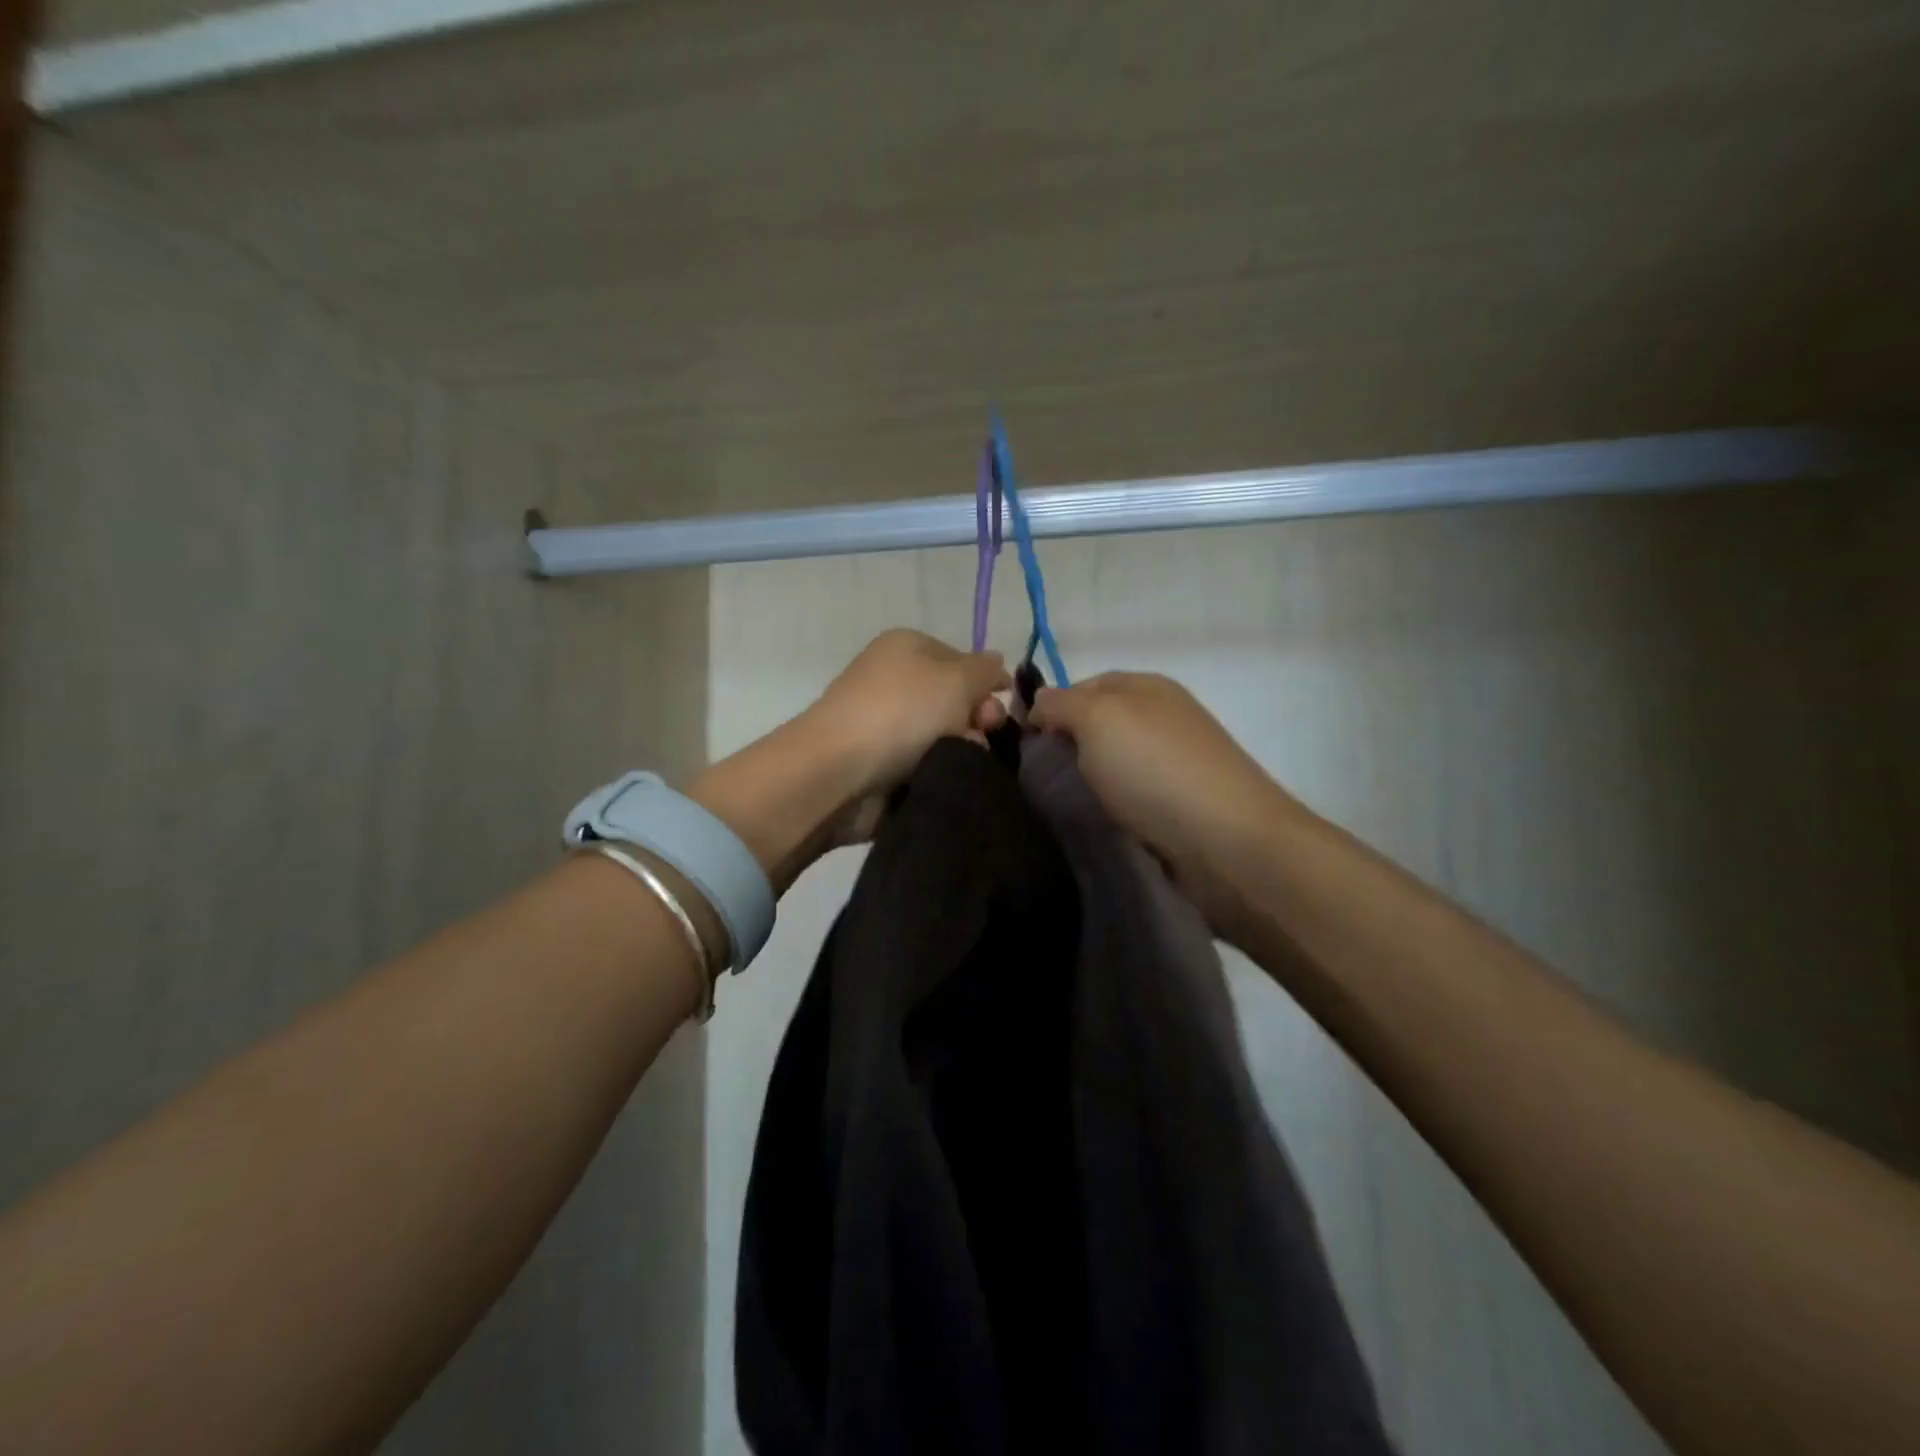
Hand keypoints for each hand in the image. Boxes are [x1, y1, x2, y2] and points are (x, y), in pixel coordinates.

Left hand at [806, 629, 1010, 842]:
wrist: (839, 771)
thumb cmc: (901, 712)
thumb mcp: (956, 678)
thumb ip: (985, 669)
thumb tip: (996, 663)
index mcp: (907, 647)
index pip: (963, 659)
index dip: (987, 682)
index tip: (1001, 704)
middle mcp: (894, 679)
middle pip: (955, 700)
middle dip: (976, 718)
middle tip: (981, 735)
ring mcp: (885, 723)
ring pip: (943, 735)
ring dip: (960, 749)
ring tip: (961, 762)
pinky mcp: (880, 762)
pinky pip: (924, 763)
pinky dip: (937, 771)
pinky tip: (945, 779)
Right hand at [1030, 672, 1299, 933]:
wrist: (1226, 843)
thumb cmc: (1155, 769)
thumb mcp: (1097, 718)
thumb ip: (1060, 704)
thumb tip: (1039, 705)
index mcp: (1146, 687)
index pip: (1082, 686)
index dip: (1049, 709)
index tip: (1021, 744)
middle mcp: (1161, 719)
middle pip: (1095, 727)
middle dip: (1064, 749)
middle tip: (1034, 780)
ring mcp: (1172, 764)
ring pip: (1109, 765)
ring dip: (1084, 783)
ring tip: (1056, 806)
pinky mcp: (1176, 807)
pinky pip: (1126, 798)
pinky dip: (1107, 808)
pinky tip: (1091, 822)